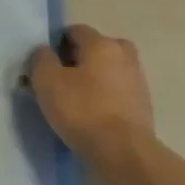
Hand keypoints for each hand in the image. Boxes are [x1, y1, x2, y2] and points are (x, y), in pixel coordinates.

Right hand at [27, 24, 155, 163]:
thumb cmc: (83, 110)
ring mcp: (137, 80)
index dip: (56, 44)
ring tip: (76, 102)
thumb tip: (45, 52)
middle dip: (78, 60)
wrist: (124, 153)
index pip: (75, 31)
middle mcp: (124, 55)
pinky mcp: (143, 105)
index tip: (46, 65)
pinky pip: (117, 92)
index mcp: (102, 43)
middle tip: (61, 81)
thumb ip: (41, 59)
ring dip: (93, 80)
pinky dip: (105, 98)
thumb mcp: (47, 81)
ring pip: (108, 71)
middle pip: (95, 49)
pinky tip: (92, 117)